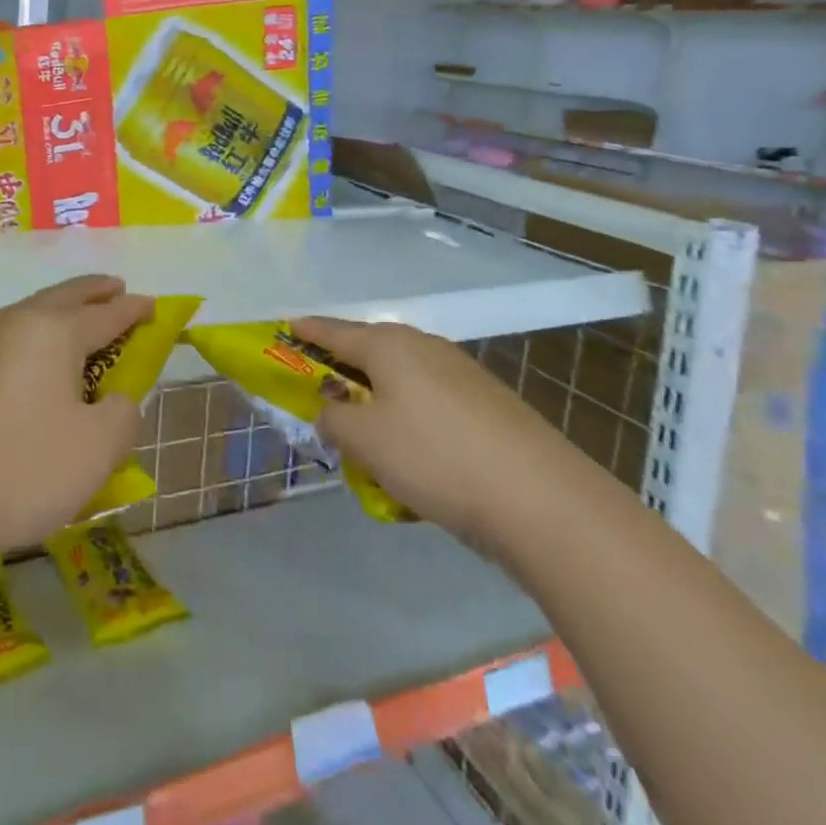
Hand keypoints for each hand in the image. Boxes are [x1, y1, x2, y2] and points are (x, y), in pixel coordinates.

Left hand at [0, 275, 152, 561]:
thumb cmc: (23, 468)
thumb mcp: (99, 448)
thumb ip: (122, 414)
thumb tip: (114, 399)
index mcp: (53, 331)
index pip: (106, 314)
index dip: (134, 310)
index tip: (153, 306)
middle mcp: (12, 324)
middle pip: (62, 297)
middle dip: (93, 291)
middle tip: (114, 288)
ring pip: (25, 316)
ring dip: (55, 313)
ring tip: (72, 325)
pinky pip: (0, 342)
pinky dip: (26, 341)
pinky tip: (24, 366)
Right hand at [291, 317, 555, 539]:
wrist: (538, 497)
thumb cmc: (434, 457)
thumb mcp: (365, 440)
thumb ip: (334, 418)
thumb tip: (332, 411)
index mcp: (390, 345)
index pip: (335, 330)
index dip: (308, 330)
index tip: (286, 327)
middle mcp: (425, 347)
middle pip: (371, 350)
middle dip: (344, 370)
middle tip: (323, 394)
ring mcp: (461, 373)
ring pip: (403, 379)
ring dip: (379, 400)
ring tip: (368, 437)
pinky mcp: (487, 403)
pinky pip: (430, 402)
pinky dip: (410, 420)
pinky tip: (415, 458)